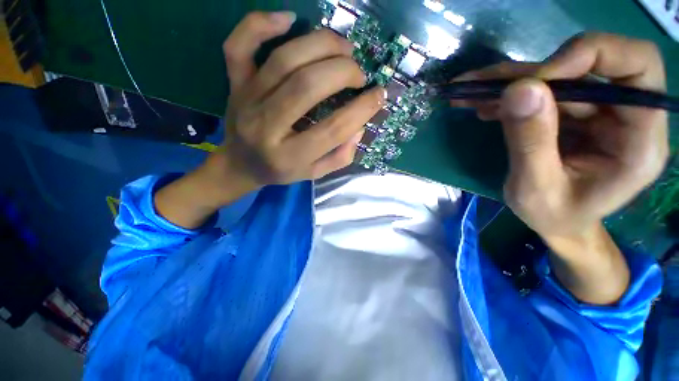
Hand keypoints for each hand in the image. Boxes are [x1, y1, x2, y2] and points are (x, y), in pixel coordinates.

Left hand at [154, 11, 384, 228]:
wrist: (240, 164)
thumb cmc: (281, 171)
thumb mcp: (315, 173)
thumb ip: (340, 156)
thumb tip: (359, 127)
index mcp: (289, 156)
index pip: (332, 129)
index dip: (361, 110)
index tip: (379, 95)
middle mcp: (266, 127)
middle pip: (307, 85)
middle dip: (342, 72)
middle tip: (358, 74)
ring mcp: (246, 100)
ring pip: (283, 59)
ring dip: (321, 45)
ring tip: (344, 49)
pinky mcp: (234, 84)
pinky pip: (239, 45)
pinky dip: (261, 23)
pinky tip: (288, 19)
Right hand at [453, 33, 668, 303]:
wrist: (558, 227)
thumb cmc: (555, 220)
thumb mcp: (538, 188)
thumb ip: (532, 138)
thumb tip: (520, 88)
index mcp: (639, 133)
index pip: (630, 65)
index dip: (585, 57)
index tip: (536, 78)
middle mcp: (621, 110)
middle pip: (591, 60)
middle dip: (539, 67)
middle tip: (491, 85)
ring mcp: (592, 109)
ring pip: (556, 75)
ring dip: (508, 81)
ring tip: (468, 92)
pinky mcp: (566, 113)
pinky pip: (538, 91)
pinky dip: (505, 93)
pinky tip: (477, 101)